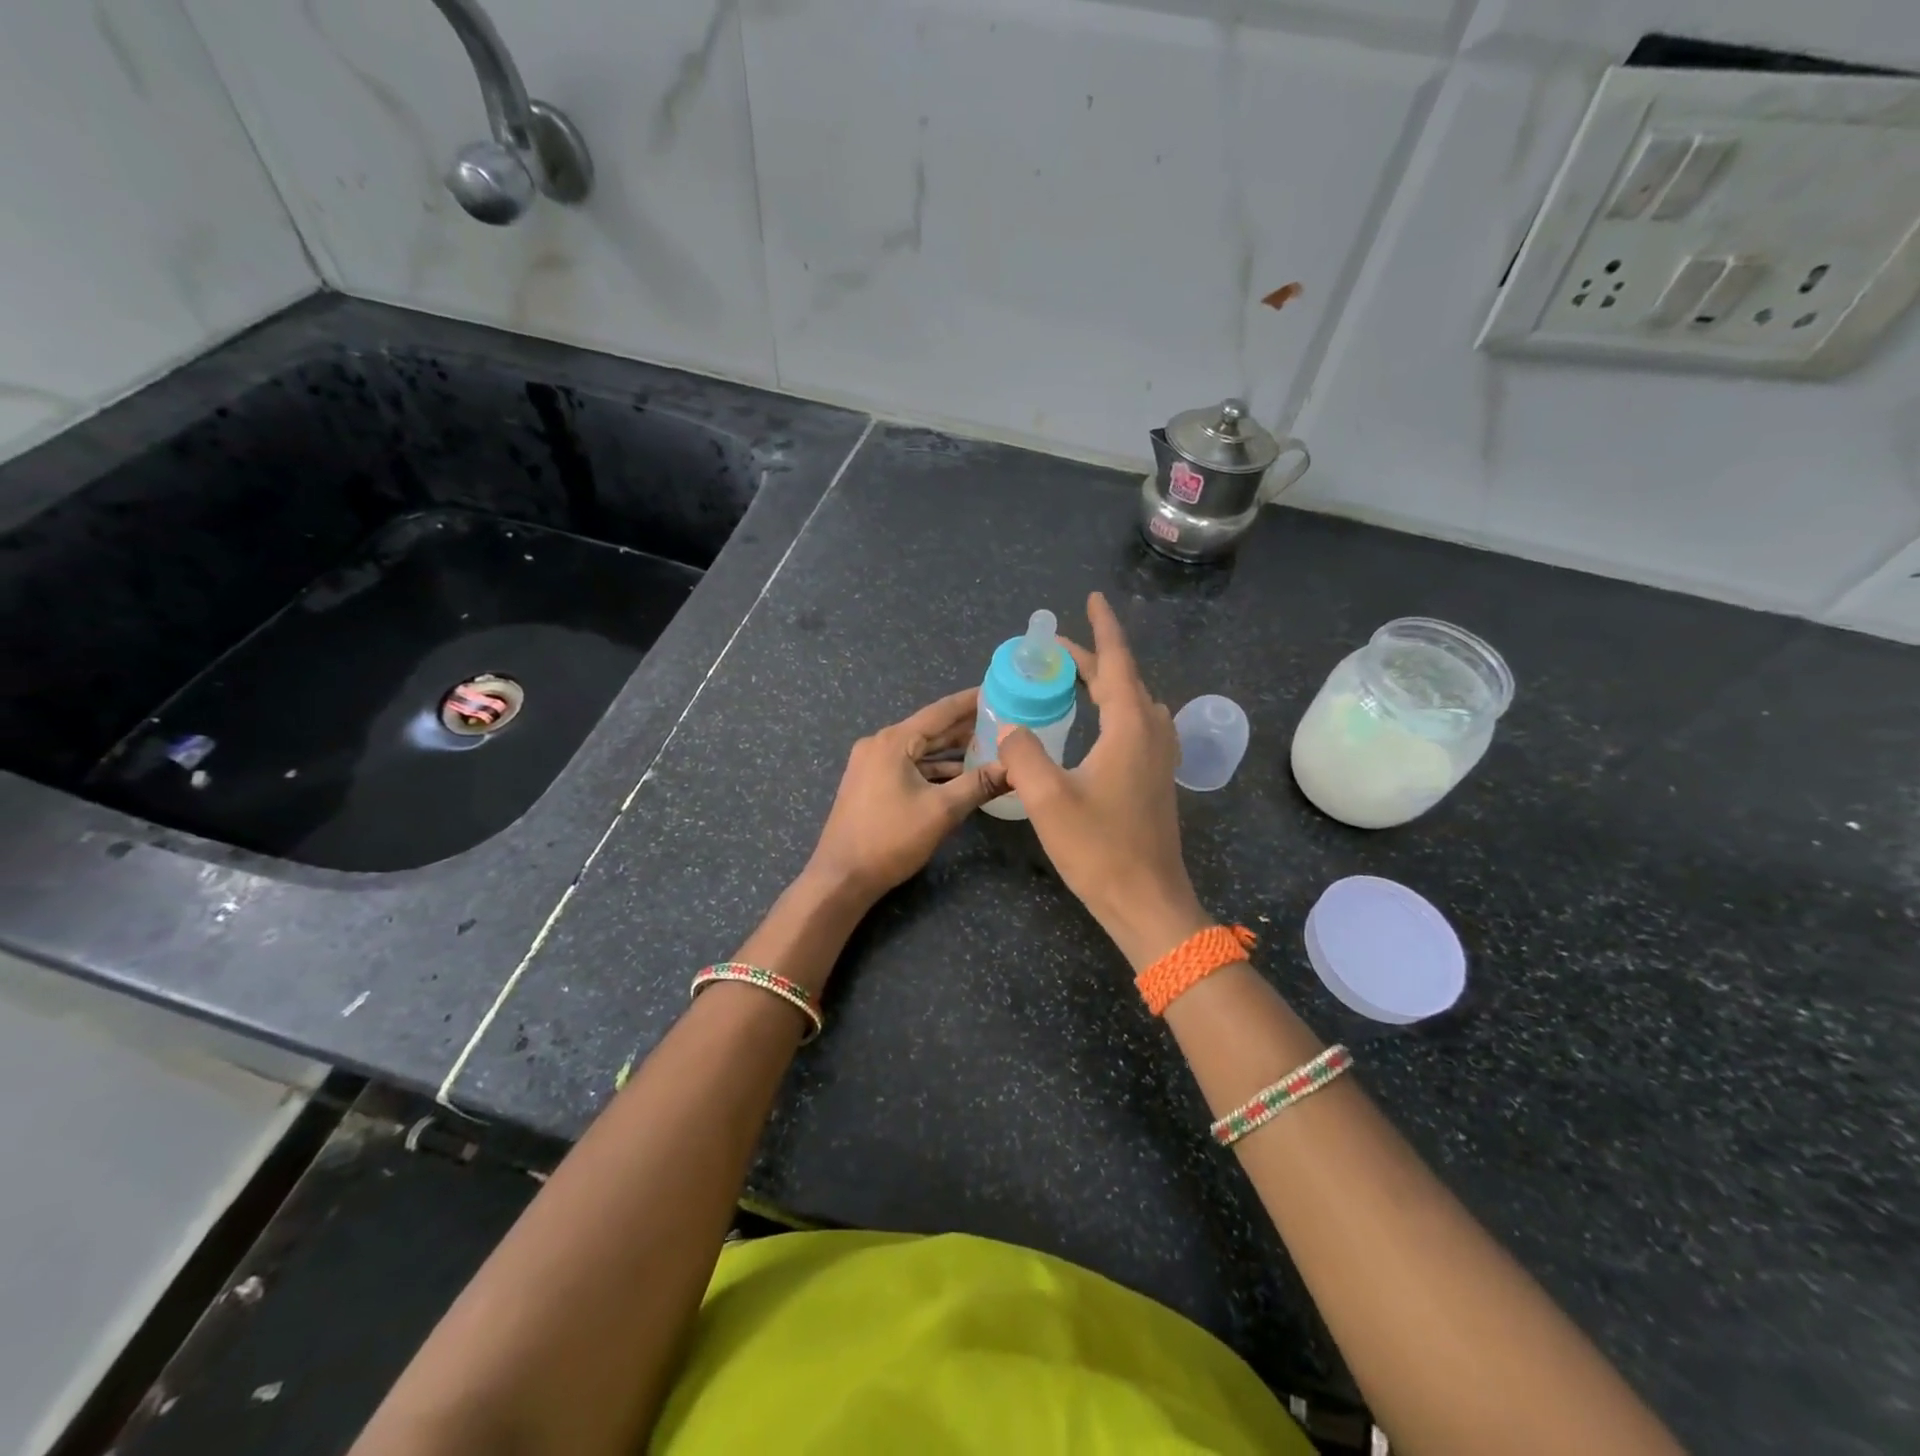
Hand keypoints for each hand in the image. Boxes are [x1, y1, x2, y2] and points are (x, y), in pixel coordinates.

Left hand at [806, 687, 1006, 901]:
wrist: (841, 877)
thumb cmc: (890, 839)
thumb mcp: (941, 811)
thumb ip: (979, 784)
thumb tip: (1014, 767)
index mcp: (894, 741)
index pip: (940, 711)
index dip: (971, 701)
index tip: (998, 691)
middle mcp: (879, 744)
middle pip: (930, 729)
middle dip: (965, 726)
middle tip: (1002, 721)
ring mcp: (871, 764)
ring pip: (919, 750)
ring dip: (950, 750)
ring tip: (988, 747)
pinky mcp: (870, 783)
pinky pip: (908, 766)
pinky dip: (933, 769)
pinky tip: (958, 775)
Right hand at [995, 593, 1212, 969]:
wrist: (1148, 902)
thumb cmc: (1099, 849)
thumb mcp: (1048, 799)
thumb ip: (1024, 753)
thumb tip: (1010, 725)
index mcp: (1130, 728)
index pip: (1116, 663)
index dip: (1102, 629)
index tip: (1092, 599)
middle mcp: (1152, 734)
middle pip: (1123, 681)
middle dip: (1091, 659)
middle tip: (1055, 651)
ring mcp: (1160, 758)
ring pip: (1133, 704)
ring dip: (1105, 684)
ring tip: (1071, 681)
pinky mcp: (1156, 780)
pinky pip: (1136, 726)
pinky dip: (1113, 710)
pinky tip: (1095, 725)